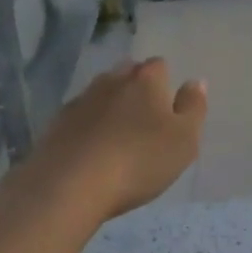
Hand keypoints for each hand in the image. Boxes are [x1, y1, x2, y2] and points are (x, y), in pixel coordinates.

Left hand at [27, 58, 205, 218]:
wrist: (70, 186)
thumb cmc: (139, 161)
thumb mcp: (184, 139)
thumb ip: (193, 107)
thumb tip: (195, 81)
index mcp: (146, 80)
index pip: (159, 66)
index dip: (165, 83)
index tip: (168, 107)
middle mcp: (111, 81)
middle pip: (127, 74)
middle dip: (137, 89)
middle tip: (145, 119)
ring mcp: (80, 101)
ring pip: (102, 94)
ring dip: (111, 107)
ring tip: (119, 135)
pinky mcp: (56, 124)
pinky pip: (80, 116)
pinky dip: (89, 126)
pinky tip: (93, 149)